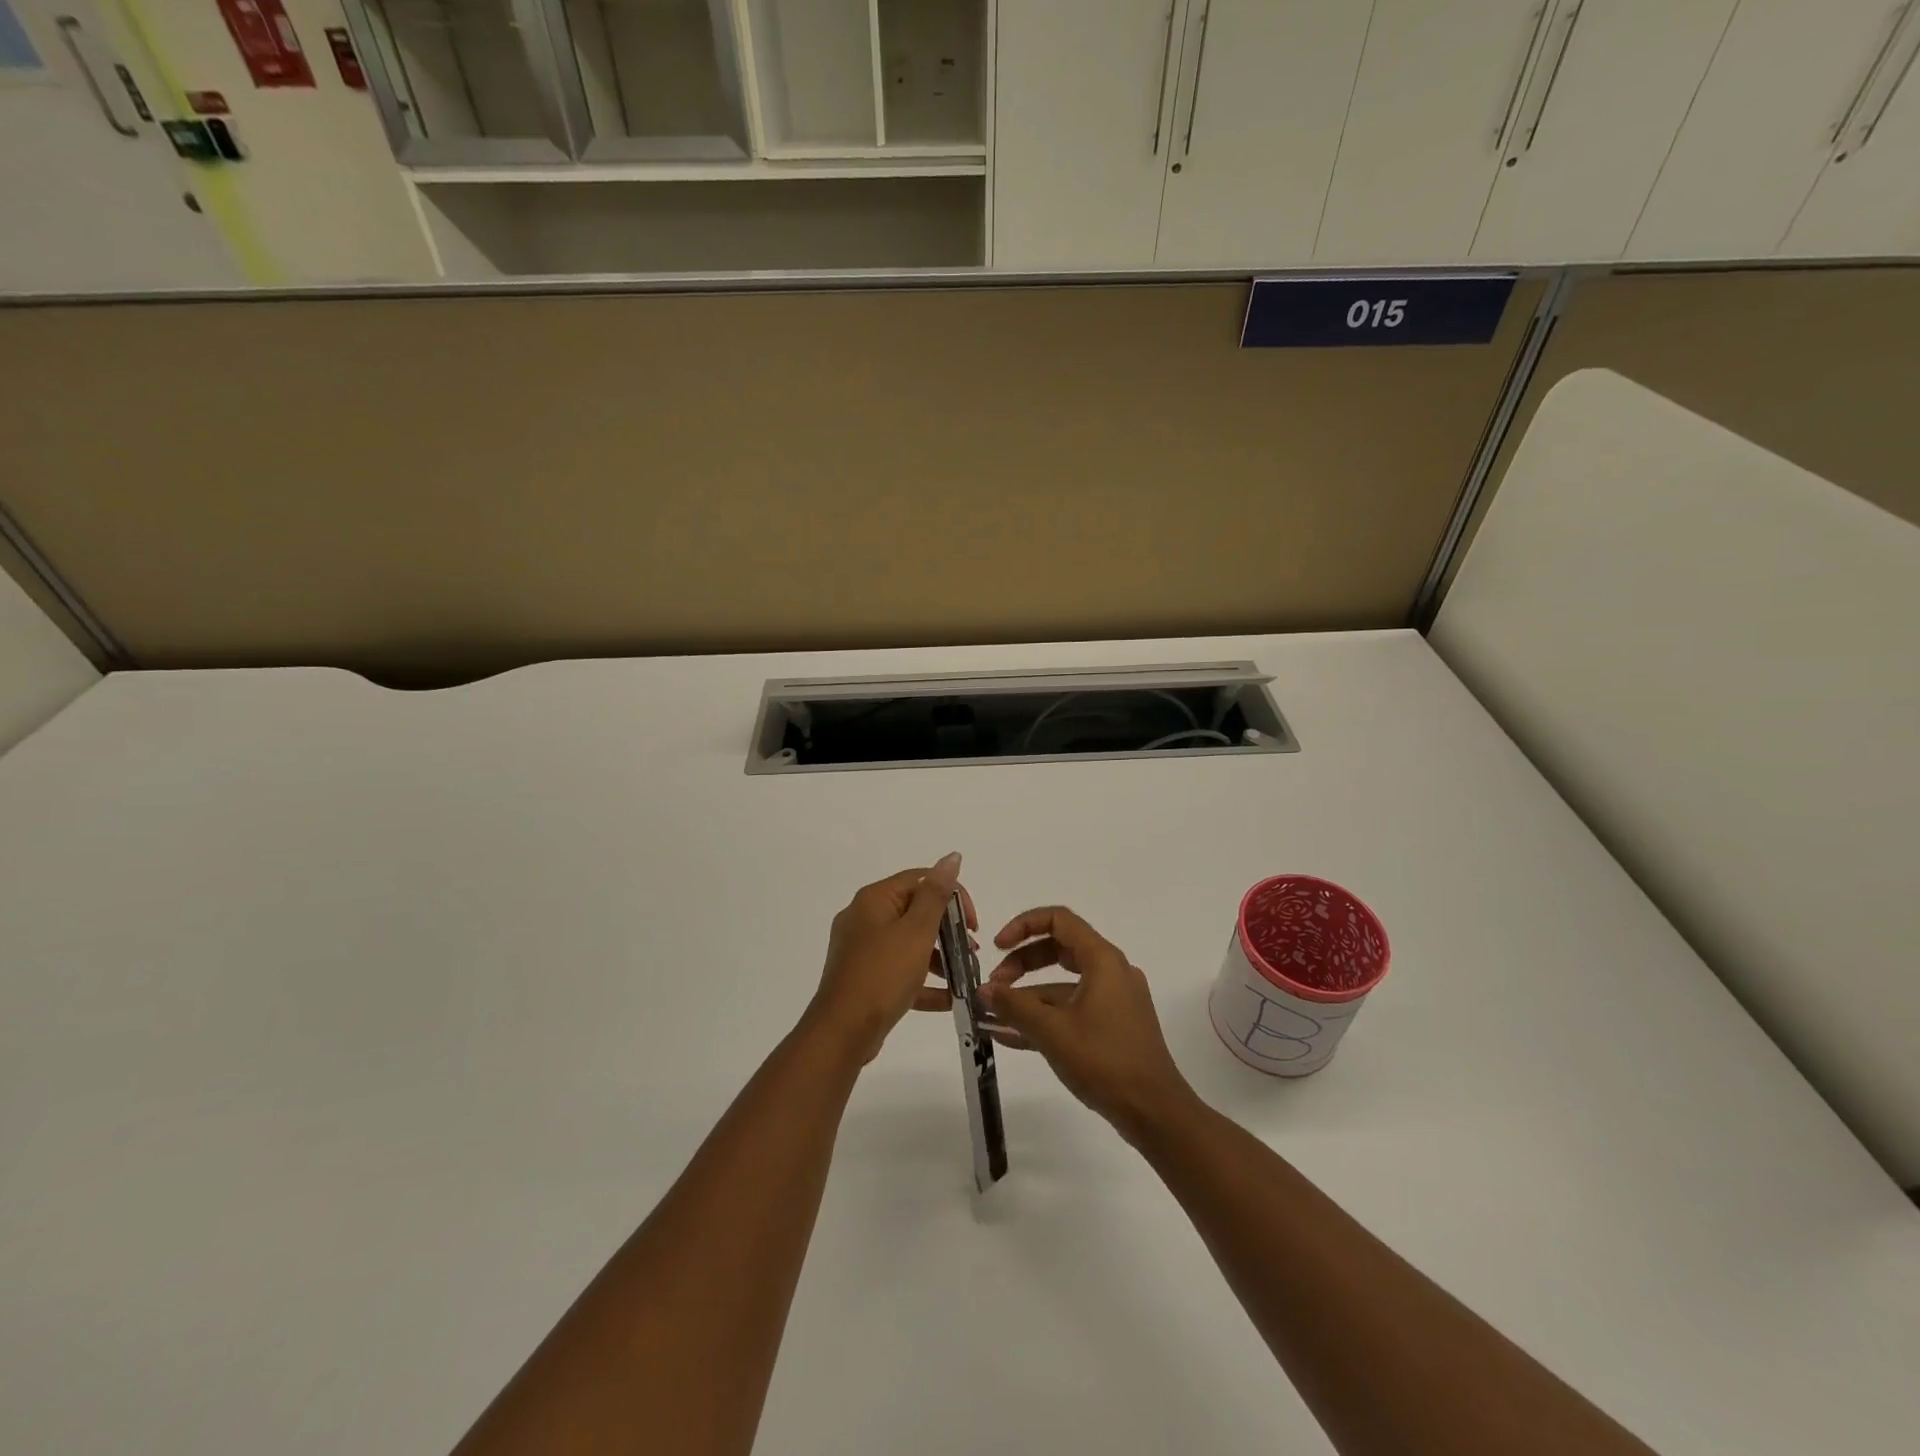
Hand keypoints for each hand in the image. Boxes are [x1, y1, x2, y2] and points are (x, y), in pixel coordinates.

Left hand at [808, 854, 976, 1063]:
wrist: (842, 1032)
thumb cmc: (882, 975)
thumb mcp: (916, 932)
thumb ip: (936, 894)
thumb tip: (951, 857)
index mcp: (875, 899)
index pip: (921, 880)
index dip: (952, 896)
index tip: (973, 924)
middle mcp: (864, 918)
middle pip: (915, 911)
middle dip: (948, 929)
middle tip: (971, 949)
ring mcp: (862, 950)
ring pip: (908, 943)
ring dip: (940, 956)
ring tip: (965, 975)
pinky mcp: (864, 978)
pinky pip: (899, 970)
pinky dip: (923, 981)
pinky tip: (950, 999)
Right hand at [981, 906, 1193, 1141]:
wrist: (1155, 1112)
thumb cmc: (1104, 1061)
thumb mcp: (1052, 1031)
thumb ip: (1014, 1006)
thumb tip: (983, 990)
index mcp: (1102, 960)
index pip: (1059, 920)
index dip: (1023, 926)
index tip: (997, 947)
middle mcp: (1111, 971)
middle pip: (1058, 949)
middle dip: (1021, 964)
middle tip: (995, 986)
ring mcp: (1114, 999)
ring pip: (1063, 983)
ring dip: (1028, 996)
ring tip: (994, 1016)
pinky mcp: (1113, 1025)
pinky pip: (1072, 1008)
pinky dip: (1045, 1016)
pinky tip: (1011, 1036)